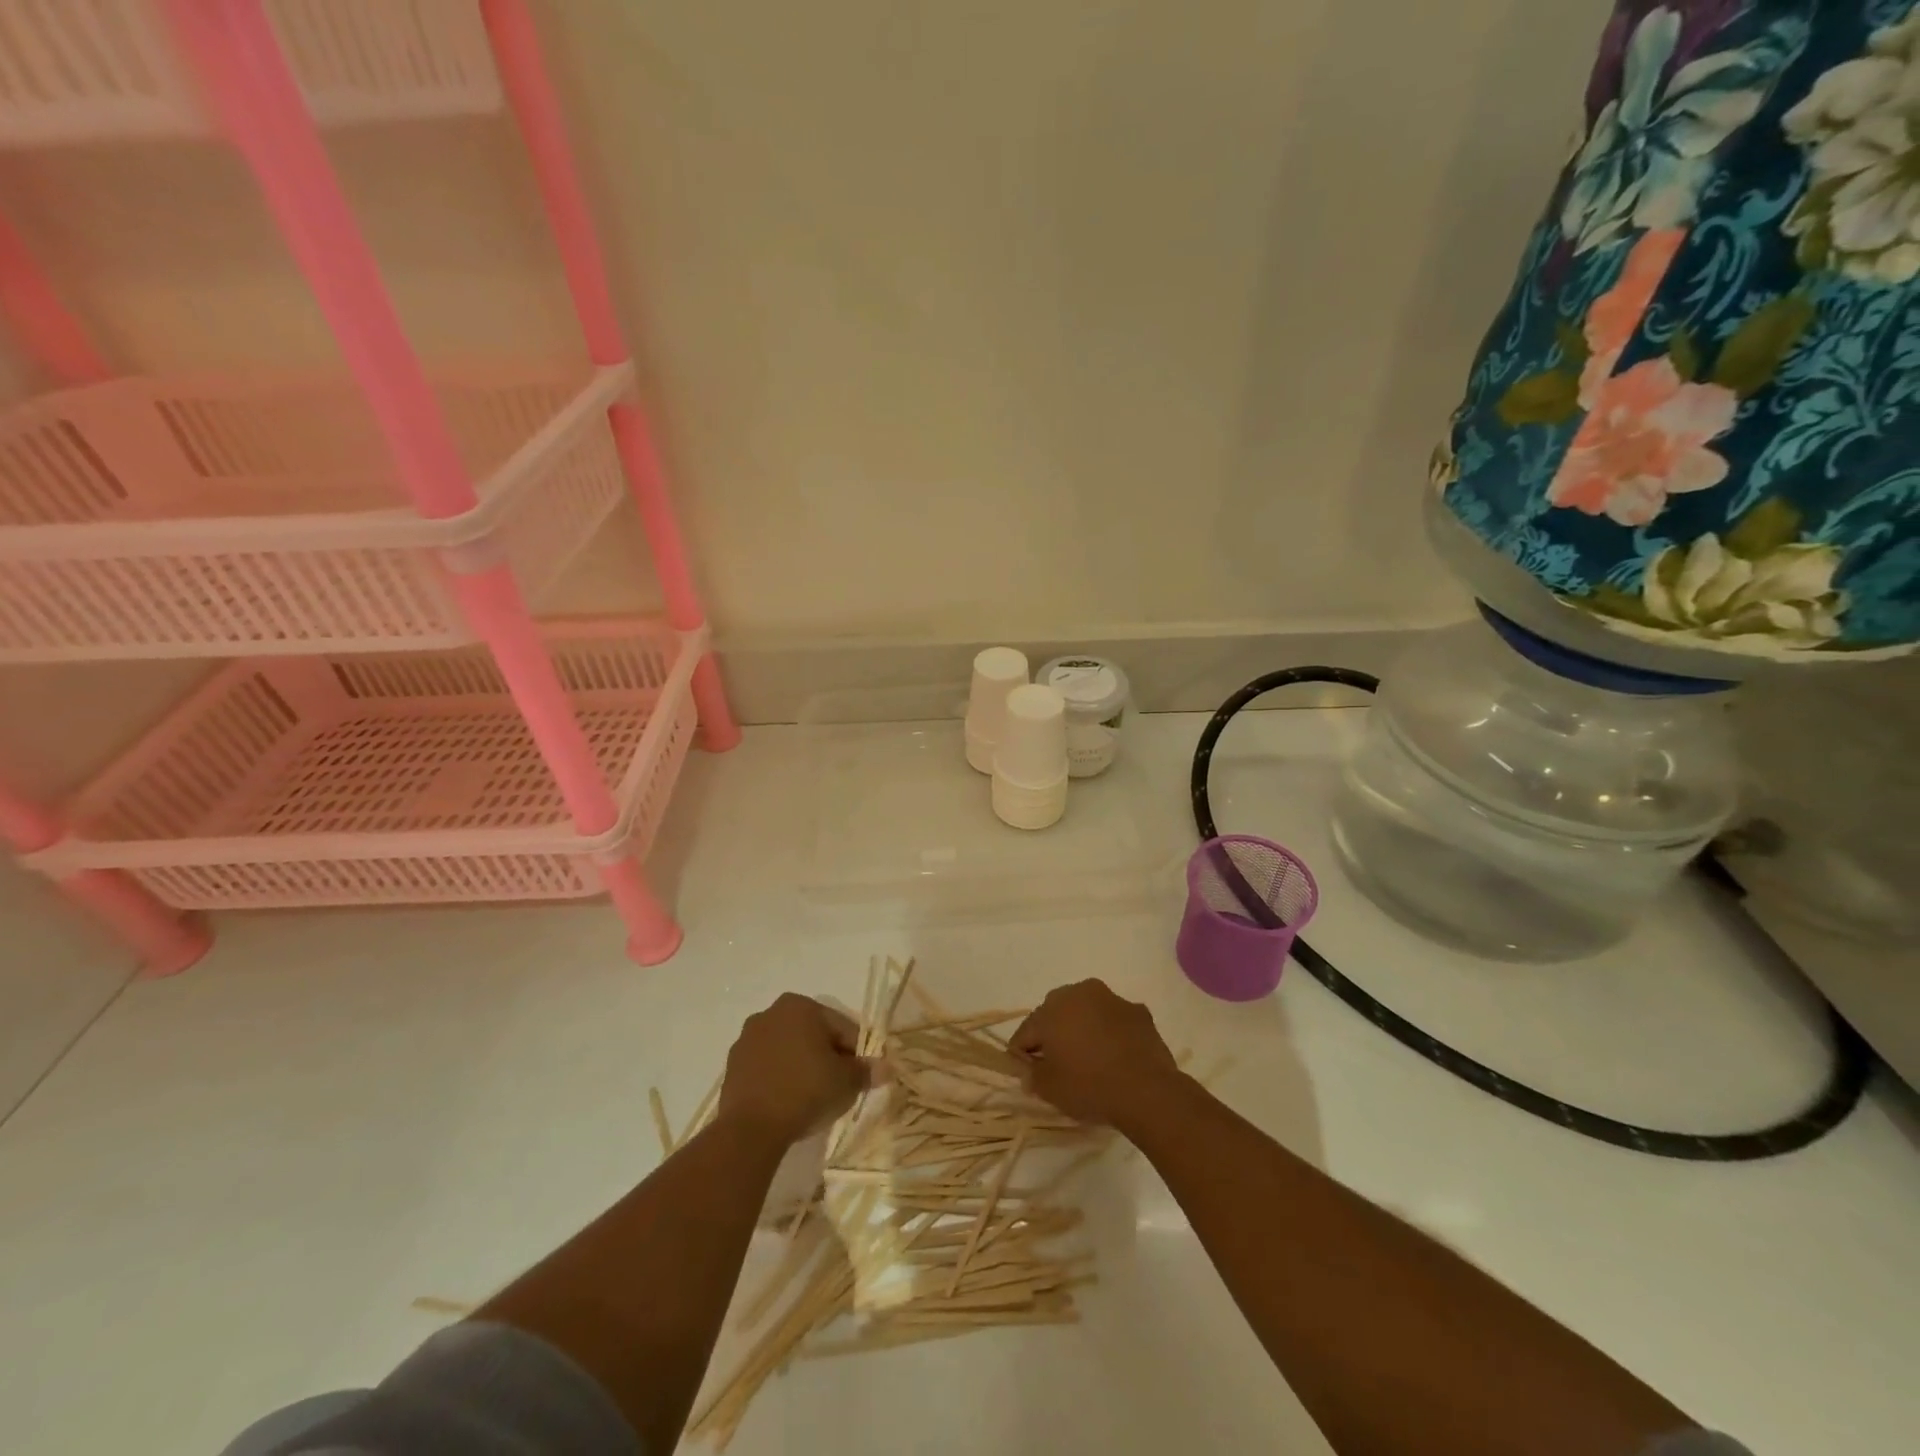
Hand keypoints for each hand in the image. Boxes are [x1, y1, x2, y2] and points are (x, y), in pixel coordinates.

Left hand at [716, 994, 867, 1145]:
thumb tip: (886, 1068)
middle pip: (813, 1034)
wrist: (750, 1129)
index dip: (856, 1052)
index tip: (860, 1077)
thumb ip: (866, 1071)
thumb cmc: (806, 1091)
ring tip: (812, 1098)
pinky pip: (767, 1067)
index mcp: (801, 1006)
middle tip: (838, 1087)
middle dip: (827, 1056)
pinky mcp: (732, 1066)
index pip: (842, 1027)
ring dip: (802, 1066)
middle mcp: (771, 1013)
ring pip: (788, 1050)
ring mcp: (747, 1039)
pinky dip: (780, 1079)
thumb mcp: (847, 1082)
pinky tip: (787, 1103)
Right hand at [1010, 979, 1182, 1128]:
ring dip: (1083, 1029)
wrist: (1147, 1090)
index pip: (1026, 1031)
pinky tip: (1116, 1056)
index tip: (1026, 1071)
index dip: (1022, 1052)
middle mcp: (1079, 993)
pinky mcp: (1137, 1011)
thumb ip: (1032, 1076)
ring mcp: (1111, 999)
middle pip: (1056, 1014)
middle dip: (1053, 1035)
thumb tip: (1028, 1071)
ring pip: (1087, 1012)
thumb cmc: (1090, 1086)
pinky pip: (1114, 1020)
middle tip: (1057, 1064)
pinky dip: (1110, 1033)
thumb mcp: (1050, 1089)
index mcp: (1052, 1009)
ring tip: (1089, 1058)